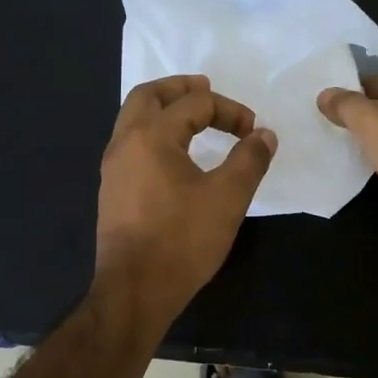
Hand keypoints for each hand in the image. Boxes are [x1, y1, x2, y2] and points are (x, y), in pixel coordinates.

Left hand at [95, 75, 275, 321]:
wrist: (135, 290)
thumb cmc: (182, 239)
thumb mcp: (228, 197)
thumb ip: (249, 159)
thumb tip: (264, 135)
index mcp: (152, 136)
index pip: (195, 103)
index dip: (229, 110)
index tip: (252, 131)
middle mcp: (125, 143)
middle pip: (148, 96)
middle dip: (180, 88)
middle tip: (206, 89)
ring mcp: (113, 168)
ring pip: (134, 119)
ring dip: (163, 109)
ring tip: (192, 116)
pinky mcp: (113, 190)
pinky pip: (131, 143)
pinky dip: (154, 132)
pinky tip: (175, 153)